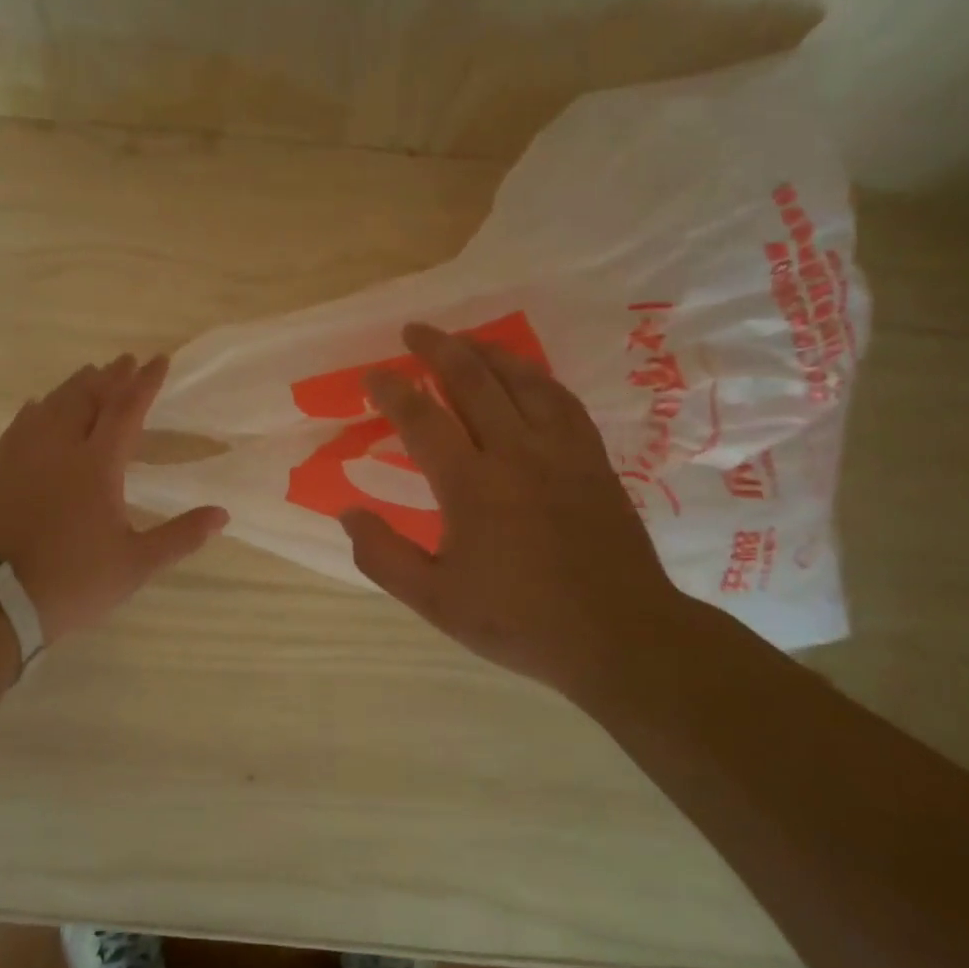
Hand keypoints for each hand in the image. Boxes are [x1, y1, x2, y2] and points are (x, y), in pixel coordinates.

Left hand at [0, 353, 227, 644]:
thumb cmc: (74, 581)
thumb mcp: (136, 564)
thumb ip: (181, 536)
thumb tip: (222, 514)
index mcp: (97, 465)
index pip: (126, 410)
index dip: (145, 383)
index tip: (160, 360)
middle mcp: (60, 449)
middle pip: (87, 398)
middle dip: (110, 376)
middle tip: (126, 361)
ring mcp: (26, 458)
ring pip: (52, 406)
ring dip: (75, 386)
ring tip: (90, 374)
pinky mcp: (2, 472)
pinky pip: (20, 427)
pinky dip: (35, 410)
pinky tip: (36, 406)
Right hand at [342, 323, 687, 692]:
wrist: (620, 636)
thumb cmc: (520, 621)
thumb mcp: (435, 601)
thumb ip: (383, 557)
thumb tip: (348, 513)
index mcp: (472, 486)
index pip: (422, 419)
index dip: (392, 390)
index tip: (372, 375)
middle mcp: (515, 453)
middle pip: (473, 380)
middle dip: (438, 348)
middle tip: (413, 331)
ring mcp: (561, 450)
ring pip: (521, 380)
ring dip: (486, 351)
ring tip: (462, 339)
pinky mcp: (592, 458)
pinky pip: (561, 399)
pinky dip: (535, 376)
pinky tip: (524, 374)